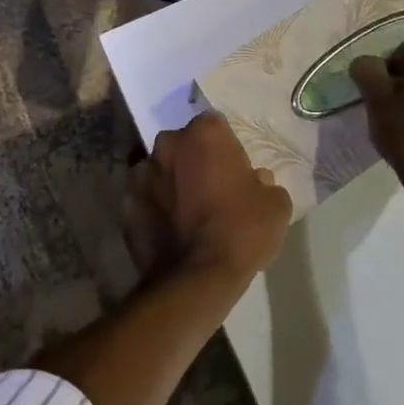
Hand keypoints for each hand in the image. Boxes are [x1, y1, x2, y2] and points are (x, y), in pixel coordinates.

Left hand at [125, 113, 292, 281]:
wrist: (197, 278)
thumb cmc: (241, 231)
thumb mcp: (276, 205)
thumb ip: (265, 183)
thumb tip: (256, 180)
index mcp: (204, 134)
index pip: (215, 126)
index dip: (225, 148)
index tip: (233, 170)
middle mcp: (168, 143)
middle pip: (183, 144)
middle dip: (193, 160)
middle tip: (210, 189)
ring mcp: (142, 172)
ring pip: (160, 169)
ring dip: (171, 182)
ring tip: (186, 212)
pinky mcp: (127, 202)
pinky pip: (145, 197)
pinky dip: (154, 206)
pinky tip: (169, 228)